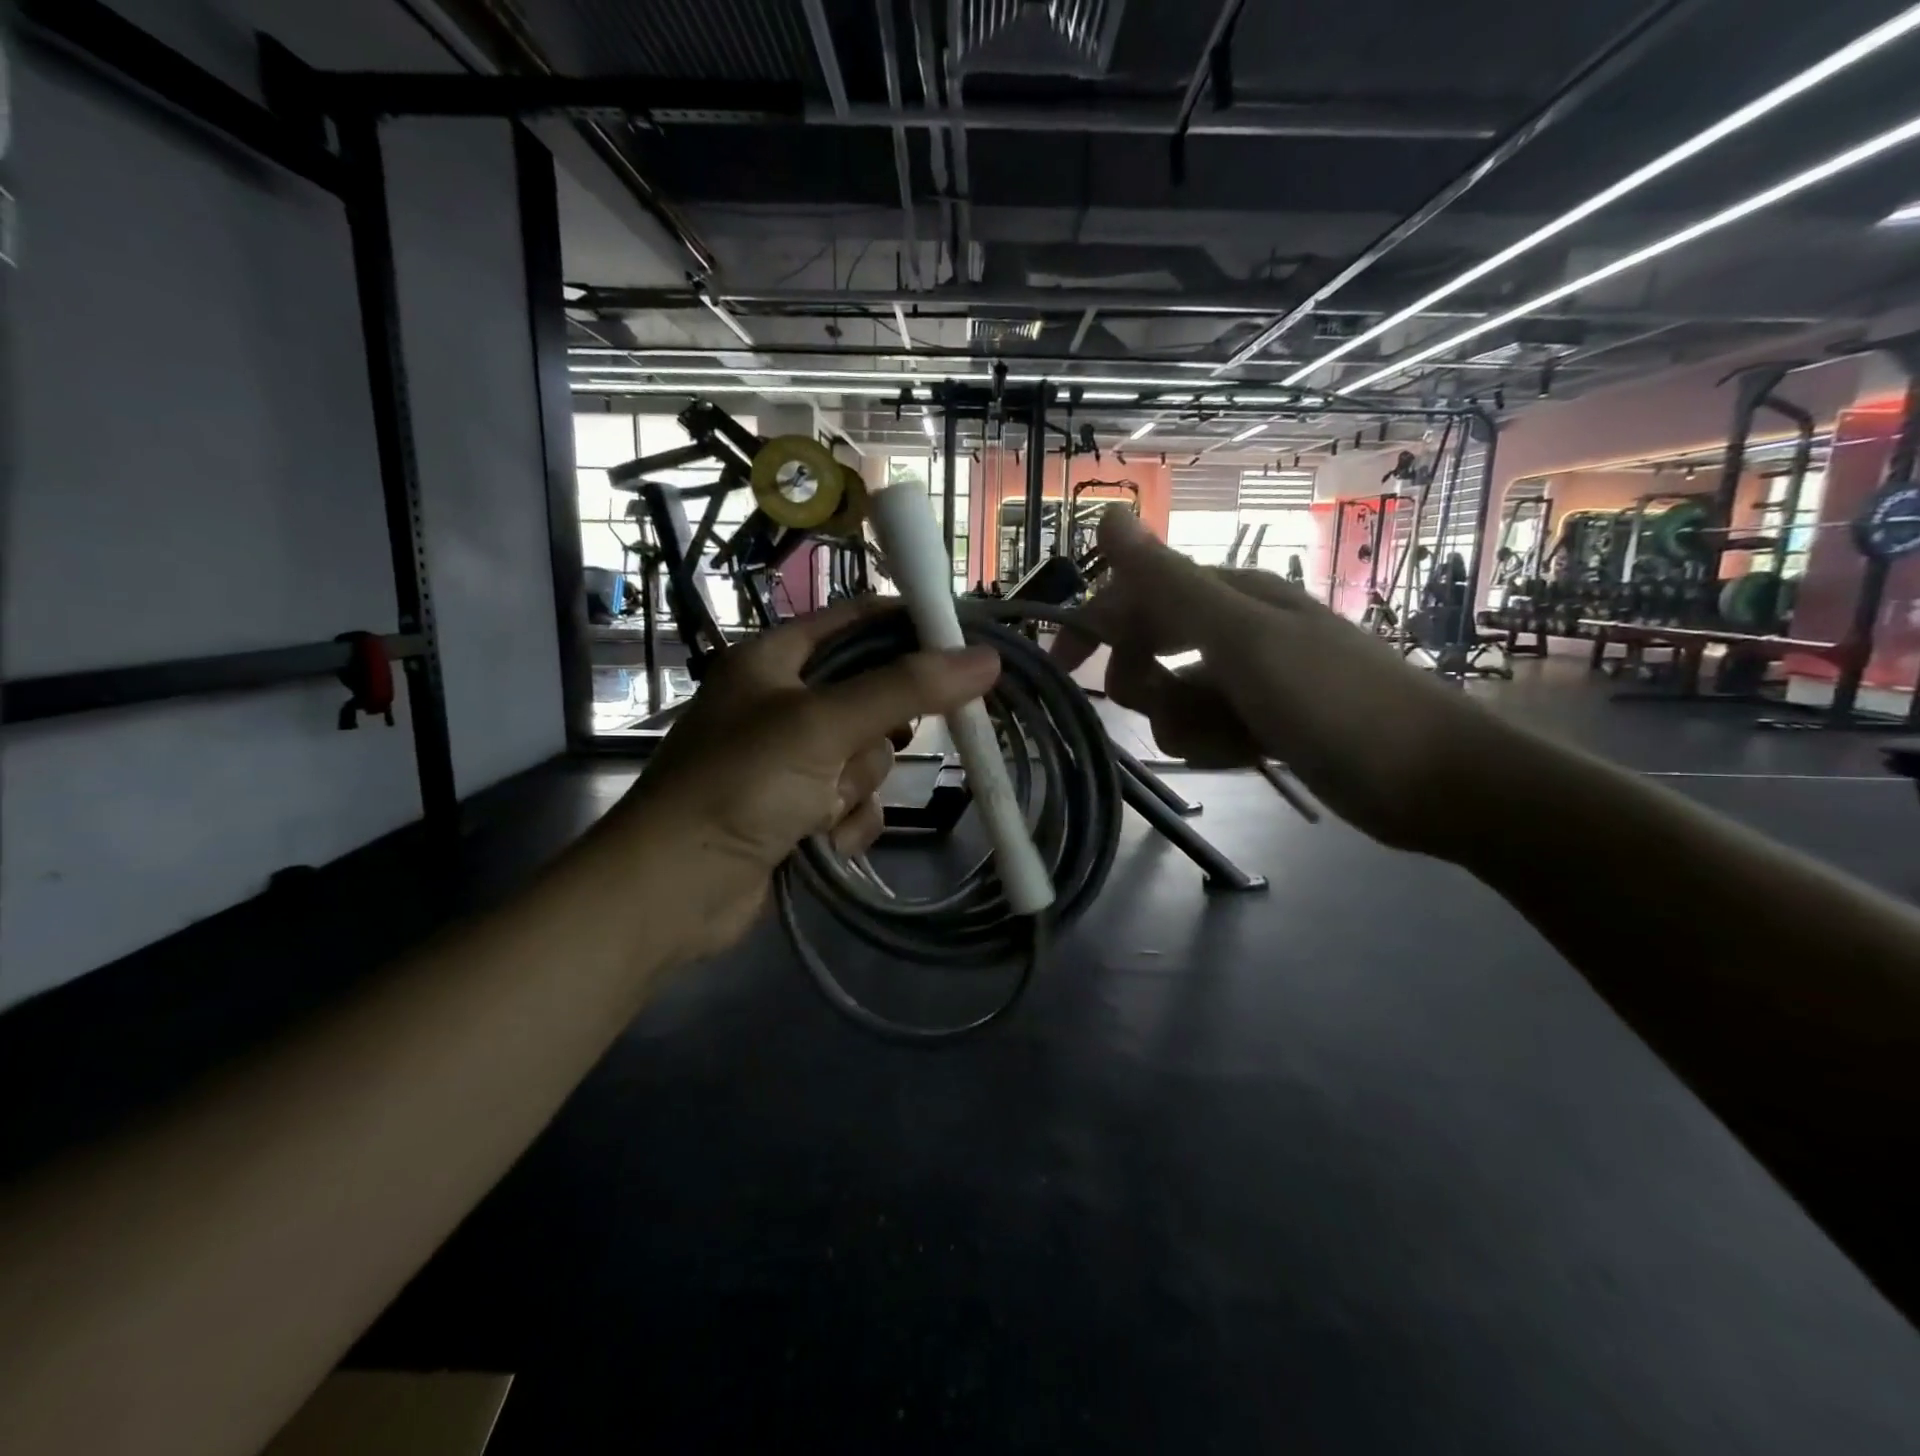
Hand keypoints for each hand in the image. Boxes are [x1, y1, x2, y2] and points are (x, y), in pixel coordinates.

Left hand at [613, 599, 1000, 959]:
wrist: (674, 890)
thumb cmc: (741, 785)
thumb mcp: (823, 725)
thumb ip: (905, 689)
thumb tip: (986, 658)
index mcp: (774, 660)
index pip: (854, 622)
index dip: (907, 626)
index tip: (962, 643)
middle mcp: (782, 703)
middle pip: (871, 697)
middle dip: (875, 736)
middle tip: (871, 746)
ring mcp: (790, 761)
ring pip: (867, 757)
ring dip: (854, 787)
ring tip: (819, 808)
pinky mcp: (797, 811)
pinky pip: (854, 802)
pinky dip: (847, 821)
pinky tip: (825, 841)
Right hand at [1054, 507, 1513, 857]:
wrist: (1433, 781)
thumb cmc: (1335, 702)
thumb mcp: (1241, 638)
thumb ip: (1168, 582)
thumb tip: (1108, 514)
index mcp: (1230, 595)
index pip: (1135, 595)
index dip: (1093, 626)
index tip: (1060, 669)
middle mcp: (1236, 628)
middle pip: (1150, 648)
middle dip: (1146, 684)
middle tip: (1170, 709)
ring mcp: (1251, 677)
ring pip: (1174, 697)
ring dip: (1183, 723)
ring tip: (1227, 740)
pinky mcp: (1264, 721)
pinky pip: (1207, 728)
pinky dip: (1213, 745)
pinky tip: (1247, 756)